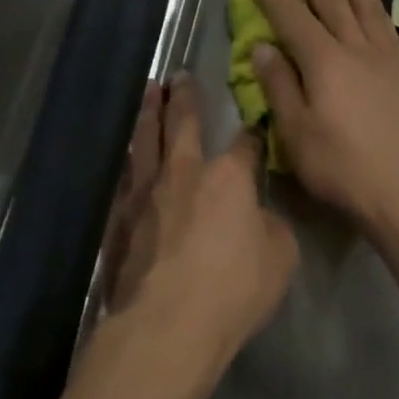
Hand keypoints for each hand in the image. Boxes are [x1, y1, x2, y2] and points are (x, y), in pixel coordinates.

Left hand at [100, 75, 297, 387]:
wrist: (167, 324)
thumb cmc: (234, 289)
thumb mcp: (280, 257)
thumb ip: (271, 227)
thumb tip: (258, 217)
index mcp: (227, 177)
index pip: (244, 143)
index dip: (252, 131)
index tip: (253, 122)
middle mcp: (182, 173)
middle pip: (181, 123)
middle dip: (183, 97)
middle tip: (177, 74)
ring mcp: (144, 194)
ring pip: (143, 142)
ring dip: (146, 114)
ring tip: (146, 94)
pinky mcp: (117, 220)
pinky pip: (122, 179)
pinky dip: (126, 160)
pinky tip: (124, 157)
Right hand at [245, 0, 398, 230]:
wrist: (394, 186)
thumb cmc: (336, 164)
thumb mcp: (294, 130)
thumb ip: (278, 84)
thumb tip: (262, 46)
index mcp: (324, 62)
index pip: (291, 16)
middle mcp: (353, 48)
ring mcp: (380, 56)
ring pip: (363, 1)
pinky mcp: (396, 70)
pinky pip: (385, 23)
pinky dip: (376, 0)